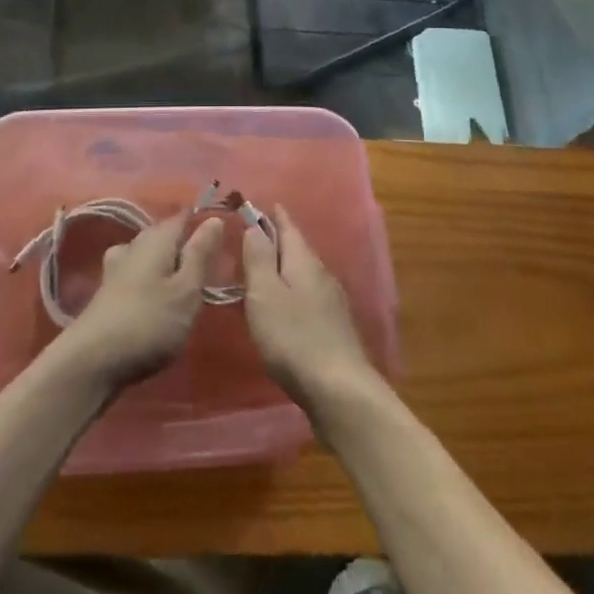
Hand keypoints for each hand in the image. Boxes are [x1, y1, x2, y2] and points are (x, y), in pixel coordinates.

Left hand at [50, 213, 223, 391]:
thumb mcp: (186, 290)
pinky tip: (157, 299)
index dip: (202, 224)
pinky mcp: (107, 291)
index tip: (223, 239)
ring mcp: (116, 267)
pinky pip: (137, 274)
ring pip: (149, 255)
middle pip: (164, 235)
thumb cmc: (149, 322)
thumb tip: (214, 218)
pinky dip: (151, 281)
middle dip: (185, 246)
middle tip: (210, 268)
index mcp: (156, 238)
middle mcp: (134, 244)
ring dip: (166, 265)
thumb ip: (200, 254)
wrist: (91, 361)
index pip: (183, 218)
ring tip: (185, 286)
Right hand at [241, 206, 376, 414]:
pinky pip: (309, 296)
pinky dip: (293, 291)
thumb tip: (254, 225)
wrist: (338, 389)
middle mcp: (322, 275)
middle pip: (298, 250)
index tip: (263, 203)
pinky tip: (285, 306)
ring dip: (285, 267)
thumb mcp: (265, 294)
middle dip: (279, 240)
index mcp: (304, 261)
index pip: (288, 228)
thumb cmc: (293, 337)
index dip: (274, 216)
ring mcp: (331, 302)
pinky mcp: (333, 328)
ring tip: (265, 269)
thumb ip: (258, 258)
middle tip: (255, 235)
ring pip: (304, 274)